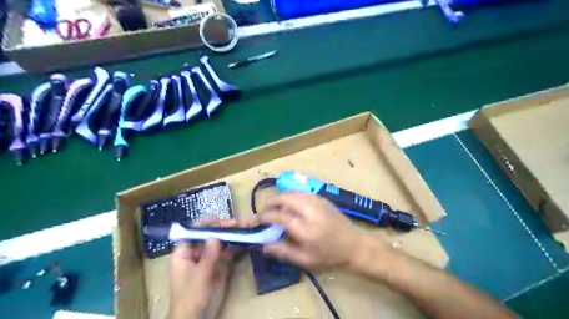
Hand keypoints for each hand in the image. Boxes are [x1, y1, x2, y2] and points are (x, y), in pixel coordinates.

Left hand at [167, 218, 241, 318]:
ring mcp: (206, 260)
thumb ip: (209, 254)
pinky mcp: (217, 267)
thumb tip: (215, 235)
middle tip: (234, 224)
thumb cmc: (191, 297)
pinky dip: (233, 247)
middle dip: (219, 229)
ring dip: (229, 236)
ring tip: (241, 229)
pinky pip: (225, 253)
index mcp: (183, 254)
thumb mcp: (200, 275)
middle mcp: (195, 254)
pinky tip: (243, 242)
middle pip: (207, 236)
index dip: (203, 225)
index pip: (191, 233)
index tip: (217, 220)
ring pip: (218, 243)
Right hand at [258, 190, 363, 270]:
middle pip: (285, 198)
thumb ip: (284, 252)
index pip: (279, 216)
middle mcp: (310, 211)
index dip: (264, 216)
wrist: (354, 244)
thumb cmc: (329, 255)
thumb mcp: (306, 260)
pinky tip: (291, 204)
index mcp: (305, 228)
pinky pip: (302, 192)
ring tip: (276, 207)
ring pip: (293, 192)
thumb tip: (264, 246)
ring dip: (281, 197)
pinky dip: (292, 196)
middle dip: (271, 201)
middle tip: (265, 210)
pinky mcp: (322, 198)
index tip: (257, 219)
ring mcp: (317, 202)